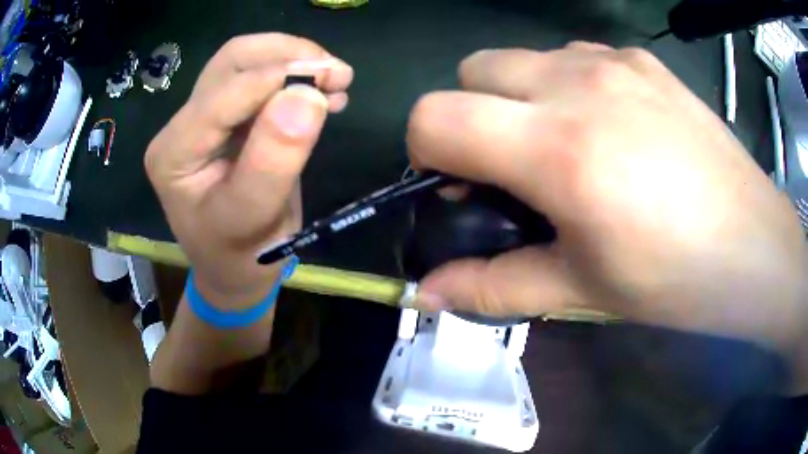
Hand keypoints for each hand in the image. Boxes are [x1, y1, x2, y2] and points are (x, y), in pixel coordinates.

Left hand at [145, 33, 352, 306]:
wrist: (235, 272)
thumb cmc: (239, 257)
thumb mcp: (253, 220)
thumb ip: (272, 161)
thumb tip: (307, 95)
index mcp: (175, 151)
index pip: (224, 93)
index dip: (276, 78)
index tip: (330, 78)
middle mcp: (184, 126)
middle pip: (232, 61)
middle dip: (286, 55)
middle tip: (334, 71)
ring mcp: (206, 119)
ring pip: (249, 63)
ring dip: (295, 61)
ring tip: (336, 79)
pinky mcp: (230, 120)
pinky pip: (261, 81)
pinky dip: (296, 76)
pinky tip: (325, 94)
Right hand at [407, 43, 807, 352]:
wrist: (755, 246)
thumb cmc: (676, 279)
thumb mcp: (582, 290)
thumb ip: (494, 287)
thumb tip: (428, 293)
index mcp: (558, 149)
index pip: (436, 116)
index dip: (425, 150)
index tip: (453, 183)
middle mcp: (578, 85)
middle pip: (472, 70)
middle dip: (470, 115)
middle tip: (509, 165)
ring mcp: (615, 63)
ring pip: (522, 56)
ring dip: (519, 96)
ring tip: (564, 145)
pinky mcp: (644, 60)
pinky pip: (575, 55)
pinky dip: (567, 84)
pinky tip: (609, 126)